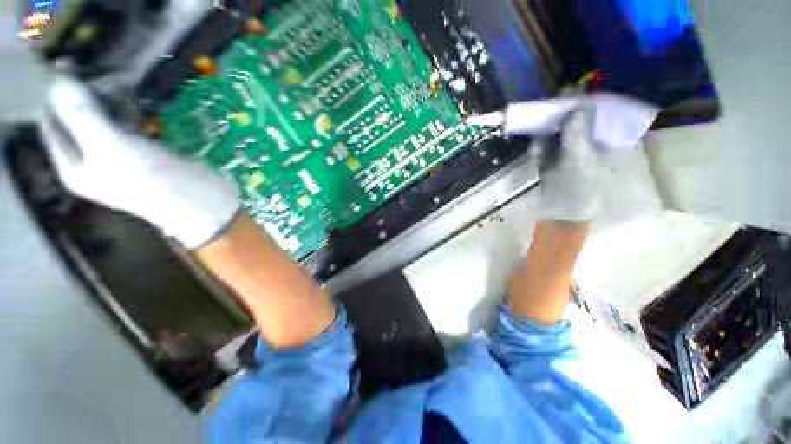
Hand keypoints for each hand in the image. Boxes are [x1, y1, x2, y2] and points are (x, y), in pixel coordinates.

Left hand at [41, 76, 240, 248]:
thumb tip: (58, 77)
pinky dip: (127, 107)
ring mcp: (118, 152)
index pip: (51, 120)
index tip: (71, 65)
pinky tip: (134, 98)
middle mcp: (89, 157)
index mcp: (72, 165)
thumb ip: (82, 115)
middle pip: (76, 115)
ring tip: (121, 82)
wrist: (206, 204)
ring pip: (101, 115)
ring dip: (108, 96)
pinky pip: (125, 121)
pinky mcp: (143, 148)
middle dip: (86, 92)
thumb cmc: (157, 184)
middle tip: (105, 73)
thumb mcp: (114, 150)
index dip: (55, 92)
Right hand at [538, 95, 657, 221]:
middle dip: (559, 118)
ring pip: (556, 134)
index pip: (597, 114)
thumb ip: (578, 131)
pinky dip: (538, 150)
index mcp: (604, 141)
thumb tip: (576, 104)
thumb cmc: (579, 188)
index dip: (584, 101)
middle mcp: (587, 143)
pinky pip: (544, 148)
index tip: (568, 92)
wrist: (561, 213)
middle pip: (574, 121)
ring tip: (542, 147)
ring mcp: (567, 152)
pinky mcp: (551, 161)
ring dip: (545, 136)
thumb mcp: (580, 158)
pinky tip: (537, 158)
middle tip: (547, 109)